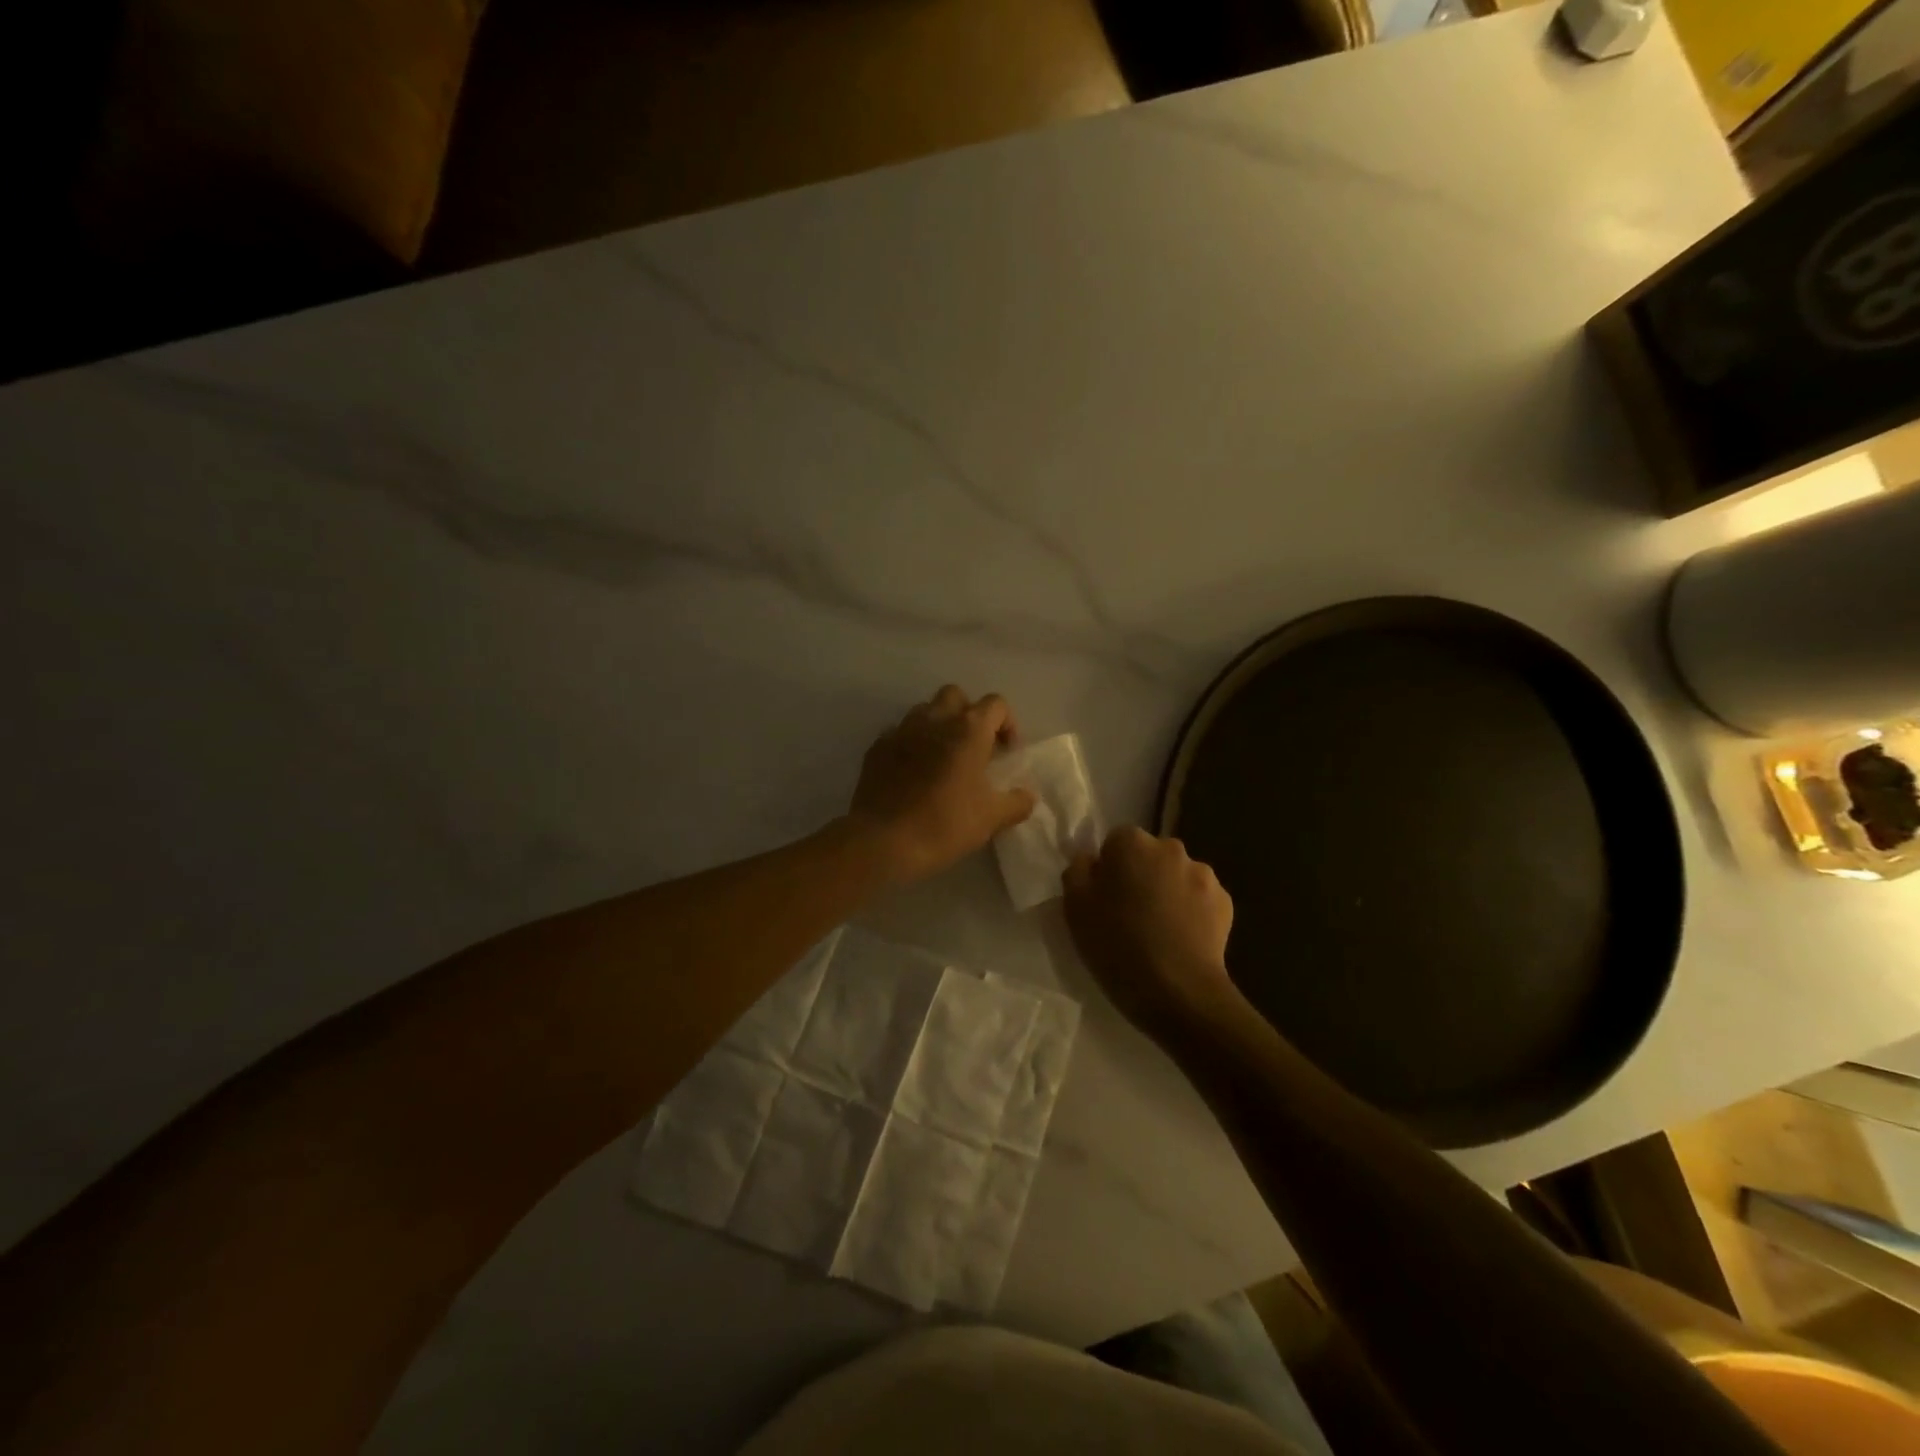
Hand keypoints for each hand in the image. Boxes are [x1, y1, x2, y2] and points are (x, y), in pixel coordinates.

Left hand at [847, 686, 1036, 884]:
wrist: (883, 840)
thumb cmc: (944, 824)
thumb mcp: (991, 818)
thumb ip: (1016, 802)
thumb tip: (1028, 796)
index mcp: (968, 729)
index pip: (996, 704)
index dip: (1007, 723)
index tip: (1006, 752)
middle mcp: (934, 719)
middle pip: (956, 696)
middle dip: (968, 714)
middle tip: (974, 747)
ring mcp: (901, 730)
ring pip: (924, 711)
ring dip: (938, 725)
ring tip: (942, 757)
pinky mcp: (877, 747)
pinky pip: (899, 733)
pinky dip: (911, 744)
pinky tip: (912, 772)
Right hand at [1063, 827, 1240, 1038]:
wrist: (1178, 992)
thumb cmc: (1117, 945)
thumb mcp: (1075, 908)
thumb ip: (1078, 871)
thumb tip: (1090, 859)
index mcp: (1132, 843)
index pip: (1115, 841)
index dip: (1108, 867)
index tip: (1104, 897)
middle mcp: (1171, 848)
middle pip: (1149, 855)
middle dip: (1141, 875)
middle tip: (1129, 914)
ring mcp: (1203, 874)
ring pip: (1176, 876)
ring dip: (1168, 892)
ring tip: (1159, 931)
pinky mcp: (1225, 902)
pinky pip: (1199, 899)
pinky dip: (1190, 912)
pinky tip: (1181, 940)